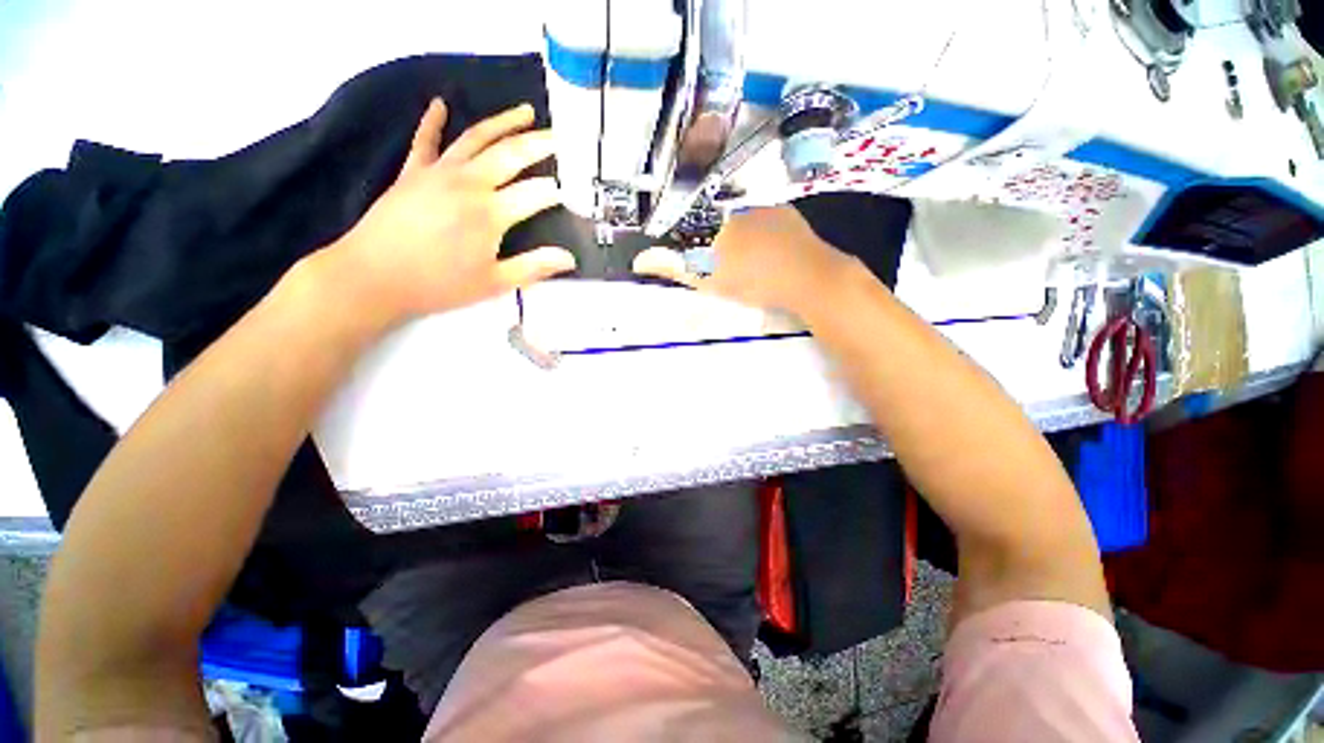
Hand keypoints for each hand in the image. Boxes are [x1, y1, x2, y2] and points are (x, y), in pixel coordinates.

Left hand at [325, 99, 575, 325]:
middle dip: (540, 144)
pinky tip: (440, 105)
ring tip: (525, 112)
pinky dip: (433, 121)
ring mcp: (438, 172)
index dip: (559, 192)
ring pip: (476, 138)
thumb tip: (569, 258)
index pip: (537, 194)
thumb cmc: (439, 284)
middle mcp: (469, 183)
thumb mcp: (494, 283)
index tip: (575, 192)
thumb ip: (534, 267)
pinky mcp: (413, 172)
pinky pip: (426, 140)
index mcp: (491, 213)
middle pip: (510, 154)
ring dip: (503, 122)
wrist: (373, 276)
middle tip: (560, 137)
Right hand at [632, 206, 855, 314]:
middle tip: (733, 273)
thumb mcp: (708, 278)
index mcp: (719, 223)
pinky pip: (768, 223)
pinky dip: (764, 237)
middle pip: (722, 226)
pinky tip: (771, 256)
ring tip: (754, 268)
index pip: (699, 233)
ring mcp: (769, 209)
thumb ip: (674, 267)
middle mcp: (741, 208)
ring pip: (745, 224)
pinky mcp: (790, 217)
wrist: (808, 278)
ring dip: (743, 243)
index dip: (701, 254)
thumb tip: (639, 260)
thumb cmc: (753, 279)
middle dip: (722, 249)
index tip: (711, 271)